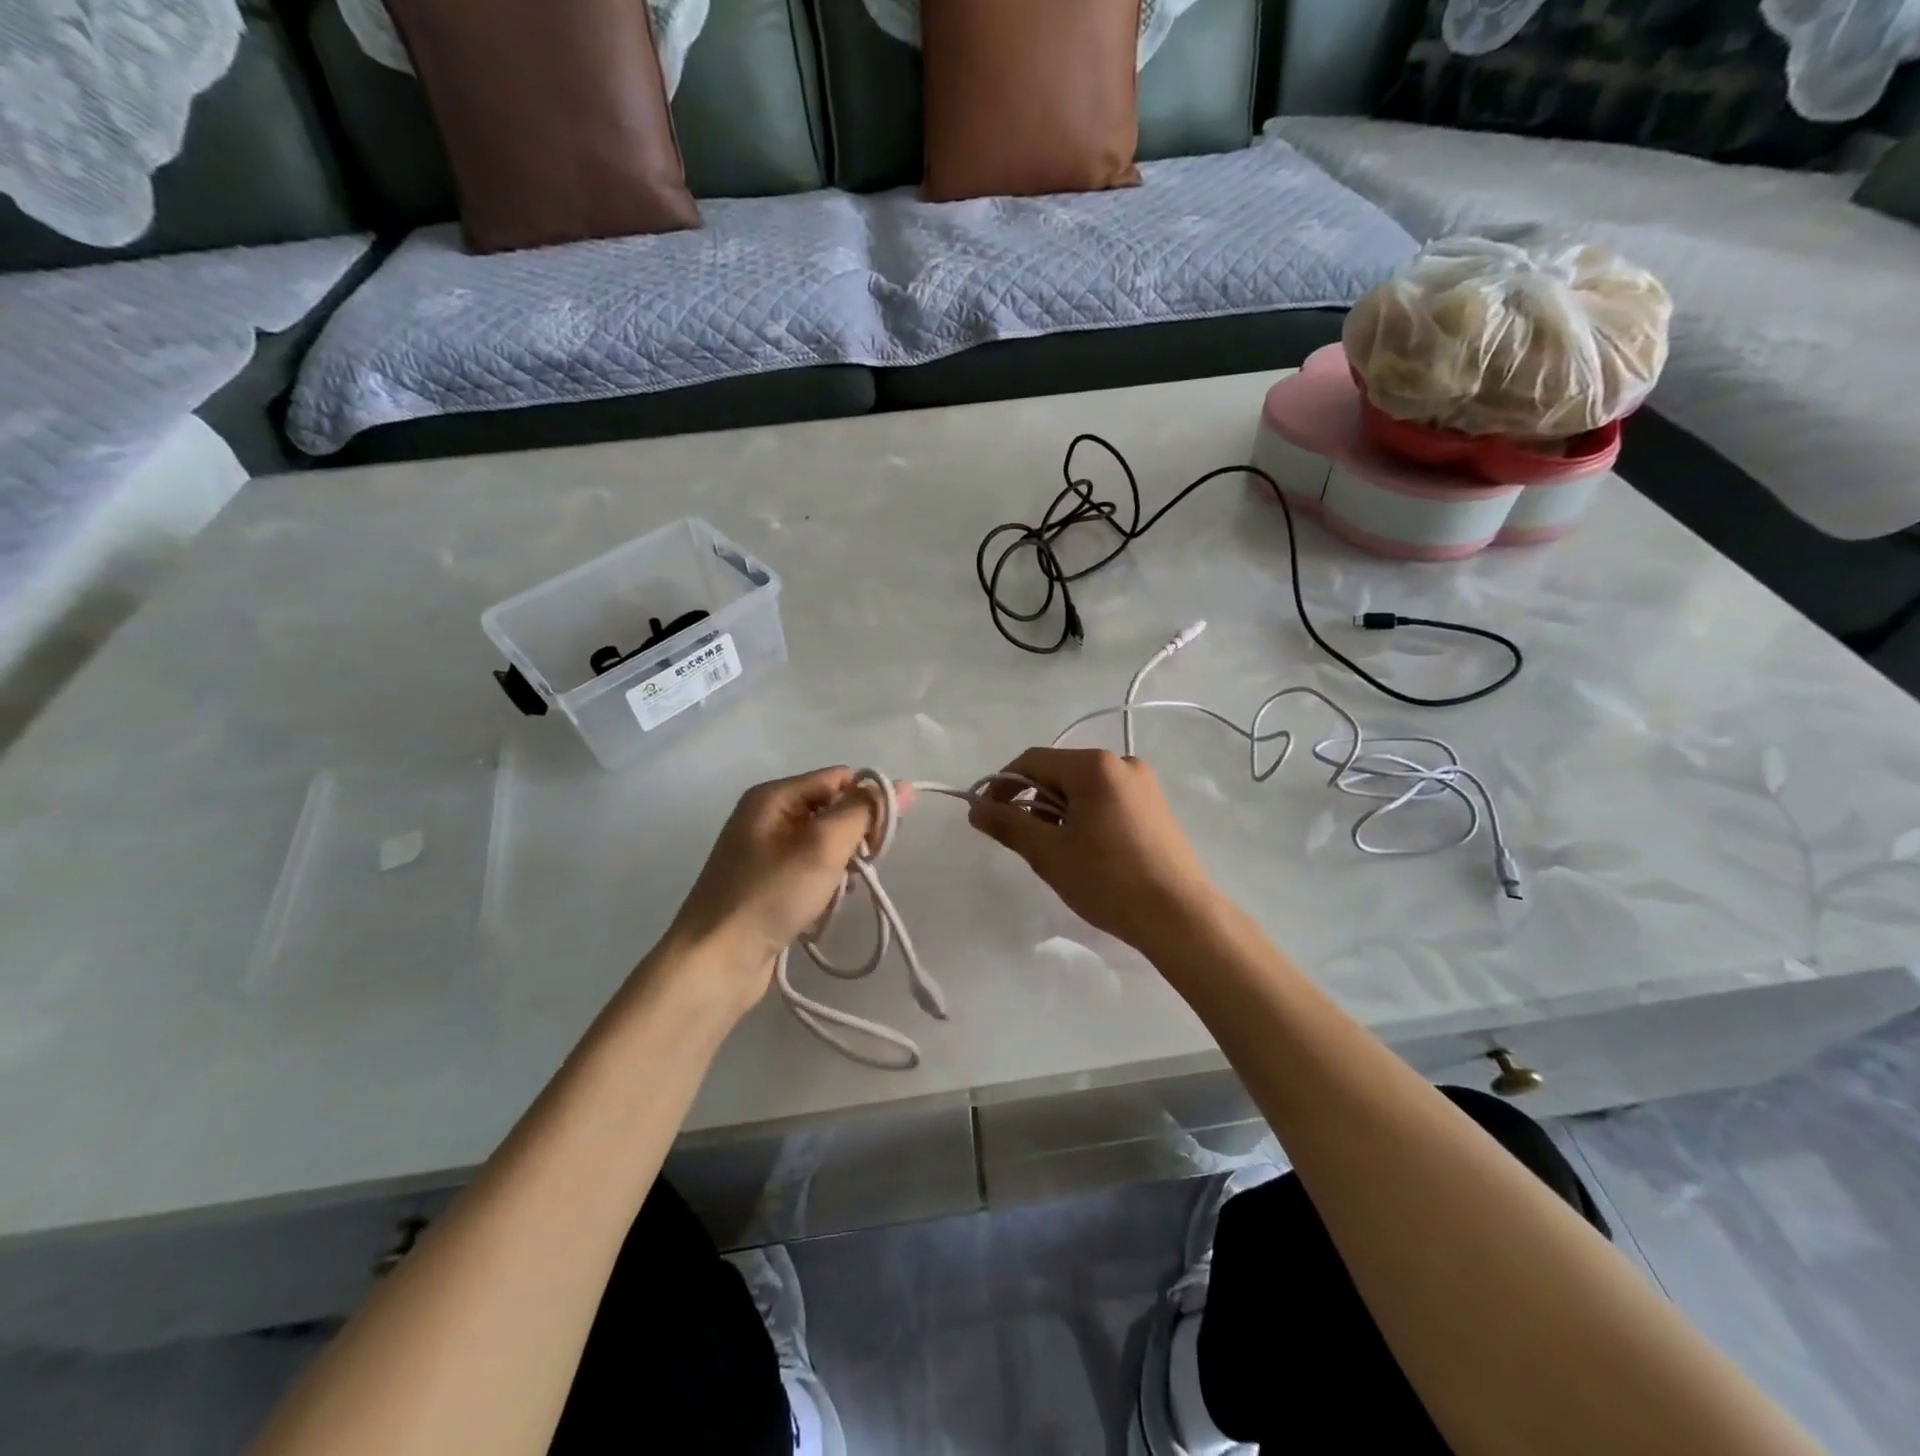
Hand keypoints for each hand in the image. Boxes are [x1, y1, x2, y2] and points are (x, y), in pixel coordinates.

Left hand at [663, 767, 901, 1010]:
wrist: (715, 962)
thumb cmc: (771, 895)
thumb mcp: (825, 845)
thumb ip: (864, 811)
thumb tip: (901, 785)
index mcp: (774, 795)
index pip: (840, 779)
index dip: (867, 803)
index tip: (880, 841)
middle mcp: (767, 816)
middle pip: (833, 811)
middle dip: (854, 840)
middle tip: (857, 871)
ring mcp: (764, 852)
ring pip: (826, 846)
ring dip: (841, 869)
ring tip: (836, 895)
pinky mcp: (766, 884)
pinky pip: (810, 872)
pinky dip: (824, 887)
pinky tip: (823, 908)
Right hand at [968, 747, 1216, 952]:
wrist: (1179, 917)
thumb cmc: (1109, 880)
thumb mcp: (1049, 853)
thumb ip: (1008, 824)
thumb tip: (975, 808)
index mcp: (1095, 766)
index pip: (1032, 760)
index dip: (1002, 785)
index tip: (988, 817)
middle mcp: (1122, 762)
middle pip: (1058, 772)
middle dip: (1033, 802)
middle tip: (1026, 842)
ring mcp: (1144, 784)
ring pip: (1082, 788)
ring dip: (1059, 812)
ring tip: (1058, 852)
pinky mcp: (1155, 806)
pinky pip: (1106, 799)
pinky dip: (1085, 817)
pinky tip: (1088, 851)